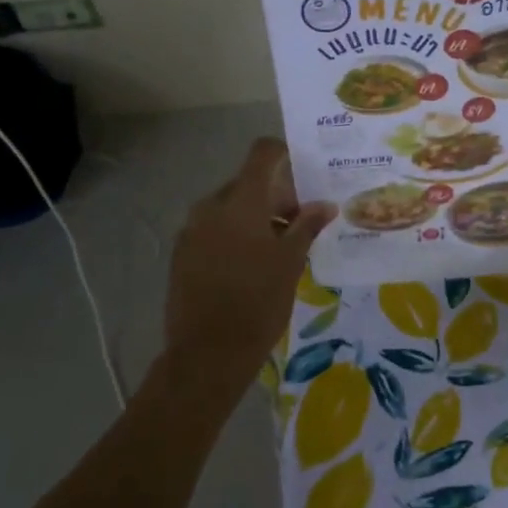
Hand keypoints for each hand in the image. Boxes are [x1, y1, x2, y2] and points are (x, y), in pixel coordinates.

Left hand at [162, 139, 336, 391]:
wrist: (207, 354)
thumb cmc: (258, 302)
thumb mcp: (290, 262)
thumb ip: (307, 226)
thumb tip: (325, 204)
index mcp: (240, 202)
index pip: (262, 154)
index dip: (285, 156)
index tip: (306, 177)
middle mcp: (211, 207)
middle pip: (247, 183)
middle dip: (276, 197)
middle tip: (300, 225)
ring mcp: (192, 230)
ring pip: (230, 209)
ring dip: (256, 218)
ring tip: (278, 250)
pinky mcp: (181, 254)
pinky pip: (213, 230)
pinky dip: (235, 236)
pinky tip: (250, 267)